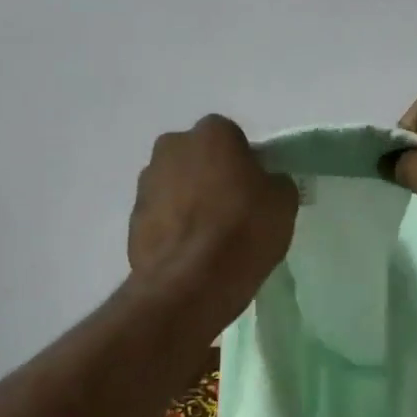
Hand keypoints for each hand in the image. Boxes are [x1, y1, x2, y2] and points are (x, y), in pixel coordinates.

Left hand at [128, 114, 297, 293]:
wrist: (191, 282)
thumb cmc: (244, 229)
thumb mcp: (284, 201)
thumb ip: (274, 182)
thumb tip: (265, 184)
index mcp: (211, 133)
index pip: (232, 138)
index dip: (244, 162)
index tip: (254, 189)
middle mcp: (172, 147)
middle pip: (198, 157)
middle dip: (211, 175)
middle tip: (231, 208)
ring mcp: (146, 182)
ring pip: (175, 184)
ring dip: (188, 200)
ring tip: (209, 236)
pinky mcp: (132, 218)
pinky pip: (161, 215)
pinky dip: (173, 227)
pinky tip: (191, 251)